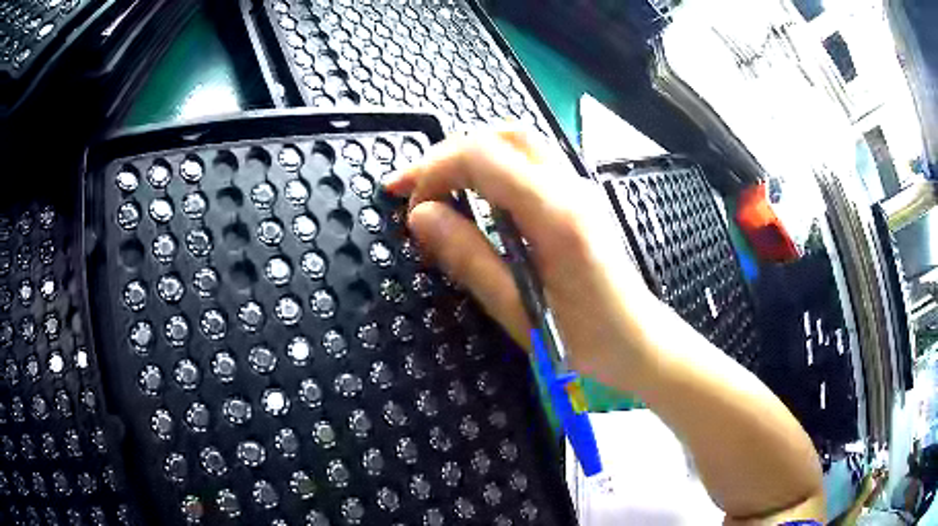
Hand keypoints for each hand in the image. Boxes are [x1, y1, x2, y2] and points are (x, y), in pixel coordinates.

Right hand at [384, 126, 655, 387]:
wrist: (639, 342)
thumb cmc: (586, 340)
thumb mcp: (518, 310)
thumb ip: (469, 258)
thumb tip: (421, 217)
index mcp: (556, 215)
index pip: (483, 156)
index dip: (434, 171)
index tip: (409, 207)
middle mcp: (569, 187)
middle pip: (501, 135)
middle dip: (447, 153)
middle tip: (411, 187)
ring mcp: (577, 188)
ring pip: (515, 141)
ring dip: (468, 155)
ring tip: (435, 187)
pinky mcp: (576, 198)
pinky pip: (528, 162)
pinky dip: (490, 166)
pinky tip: (473, 194)